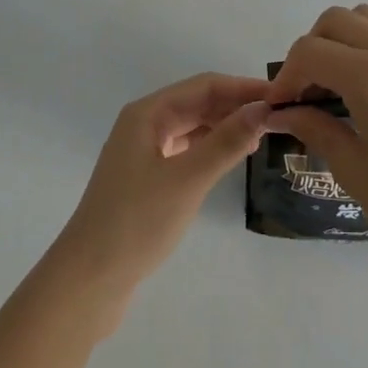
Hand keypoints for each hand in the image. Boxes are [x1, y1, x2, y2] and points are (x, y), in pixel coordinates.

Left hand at [52, 74, 272, 300]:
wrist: (88, 281)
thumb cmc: (137, 222)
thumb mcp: (188, 180)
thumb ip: (226, 142)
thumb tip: (263, 109)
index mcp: (147, 114)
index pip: (204, 86)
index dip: (242, 87)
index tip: (279, 96)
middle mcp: (143, 124)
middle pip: (197, 103)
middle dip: (234, 106)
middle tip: (276, 118)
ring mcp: (143, 151)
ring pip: (192, 127)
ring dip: (223, 127)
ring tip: (260, 137)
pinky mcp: (146, 178)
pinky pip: (185, 150)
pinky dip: (209, 149)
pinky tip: (230, 158)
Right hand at [265, 5, 367, 276]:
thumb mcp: (353, 168)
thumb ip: (314, 127)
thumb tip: (281, 112)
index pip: (310, 51)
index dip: (286, 75)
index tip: (282, 105)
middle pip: (336, 20)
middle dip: (312, 49)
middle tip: (309, 91)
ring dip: (344, 41)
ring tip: (341, 84)